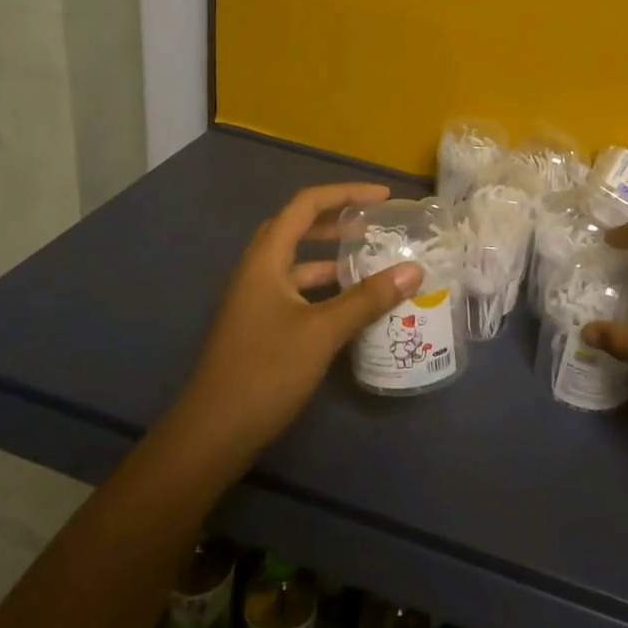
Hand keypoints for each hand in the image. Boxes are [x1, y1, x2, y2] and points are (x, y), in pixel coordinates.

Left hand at [183, 183, 422, 452]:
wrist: (215, 432)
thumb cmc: (266, 371)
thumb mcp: (323, 332)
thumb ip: (367, 298)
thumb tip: (413, 270)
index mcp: (266, 259)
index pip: (306, 205)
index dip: (345, 194)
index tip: (383, 199)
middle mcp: (258, 270)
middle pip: (297, 228)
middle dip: (336, 220)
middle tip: (374, 224)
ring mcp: (256, 299)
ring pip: (297, 262)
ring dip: (331, 256)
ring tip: (370, 259)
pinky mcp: (260, 324)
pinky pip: (297, 291)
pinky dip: (324, 288)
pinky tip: (351, 304)